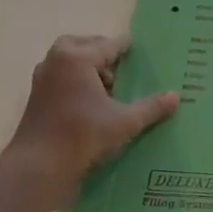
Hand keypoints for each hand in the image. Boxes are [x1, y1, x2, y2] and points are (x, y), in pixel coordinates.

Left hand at [6, 34, 177, 202]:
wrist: (38, 167)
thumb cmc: (83, 136)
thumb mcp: (125, 122)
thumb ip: (151, 107)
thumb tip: (176, 96)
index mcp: (78, 58)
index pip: (109, 45)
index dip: (127, 48)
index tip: (140, 50)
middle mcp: (57, 61)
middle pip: (84, 45)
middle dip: (102, 52)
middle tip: (122, 66)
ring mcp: (42, 79)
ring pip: (68, 61)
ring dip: (87, 66)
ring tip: (108, 86)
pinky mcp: (36, 97)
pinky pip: (60, 77)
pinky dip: (75, 80)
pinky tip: (91, 102)